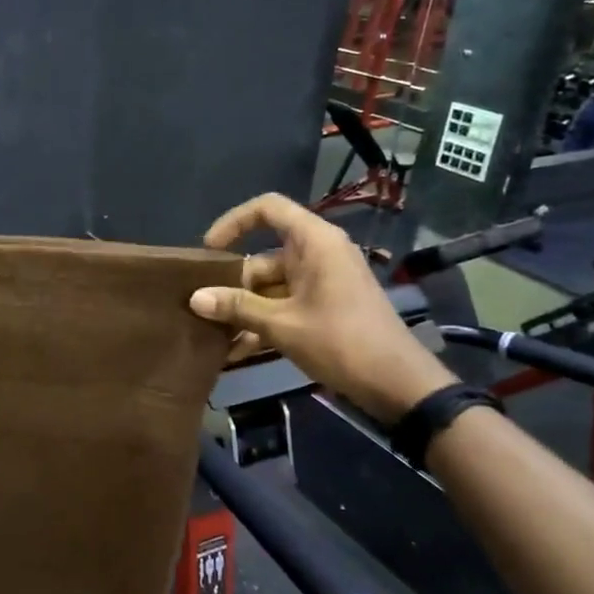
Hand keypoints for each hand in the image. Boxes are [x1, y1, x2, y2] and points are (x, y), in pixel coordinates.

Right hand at [190, 193, 455, 423]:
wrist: (398, 384)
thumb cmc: (341, 342)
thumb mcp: (282, 325)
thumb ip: (237, 308)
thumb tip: (194, 298)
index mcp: (314, 242)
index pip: (268, 209)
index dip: (233, 222)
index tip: (208, 251)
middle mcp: (318, 254)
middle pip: (263, 257)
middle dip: (232, 284)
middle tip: (202, 309)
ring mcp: (323, 282)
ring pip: (271, 286)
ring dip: (244, 310)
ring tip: (213, 336)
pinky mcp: (325, 307)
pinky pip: (285, 305)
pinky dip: (263, 323)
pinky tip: (236, 351)